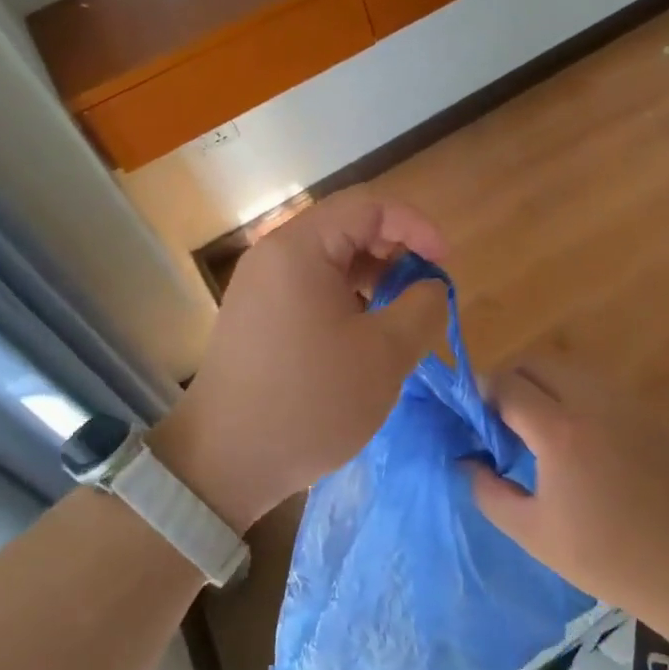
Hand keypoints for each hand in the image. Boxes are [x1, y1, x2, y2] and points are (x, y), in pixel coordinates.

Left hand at [154, 188, 447, 532]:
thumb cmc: (310, 402)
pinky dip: (347, 298)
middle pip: (349, 227)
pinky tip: (365, 336)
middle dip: (397, 252)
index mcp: (300, 248)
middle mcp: (274, 254)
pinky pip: (311, 286)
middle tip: (425, 292)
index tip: (444, 266)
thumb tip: (431, 288)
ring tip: (399, 318)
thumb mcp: (385, 356)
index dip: (417, 227)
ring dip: (374, 277)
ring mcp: (260, 285)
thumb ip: (422, 308)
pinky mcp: (257, 314)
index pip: (371, 206)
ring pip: (331, 259)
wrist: (224, 463)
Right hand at [469, 352, 668, 614]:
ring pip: (569, 368)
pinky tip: (577, 436)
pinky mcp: (646, 413)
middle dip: (509, 379)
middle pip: (537, 362)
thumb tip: (467, 461)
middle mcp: (591, 402)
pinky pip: (598, 386)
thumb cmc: (603, 555)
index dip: (480, 393)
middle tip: (499, 417)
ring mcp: (624, 403)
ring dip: (543, 383)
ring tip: (536, 425)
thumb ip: (489, 491)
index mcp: (559, 431)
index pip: (507, 385)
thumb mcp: (532, 533)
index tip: (470, 414)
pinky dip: (574, 395)